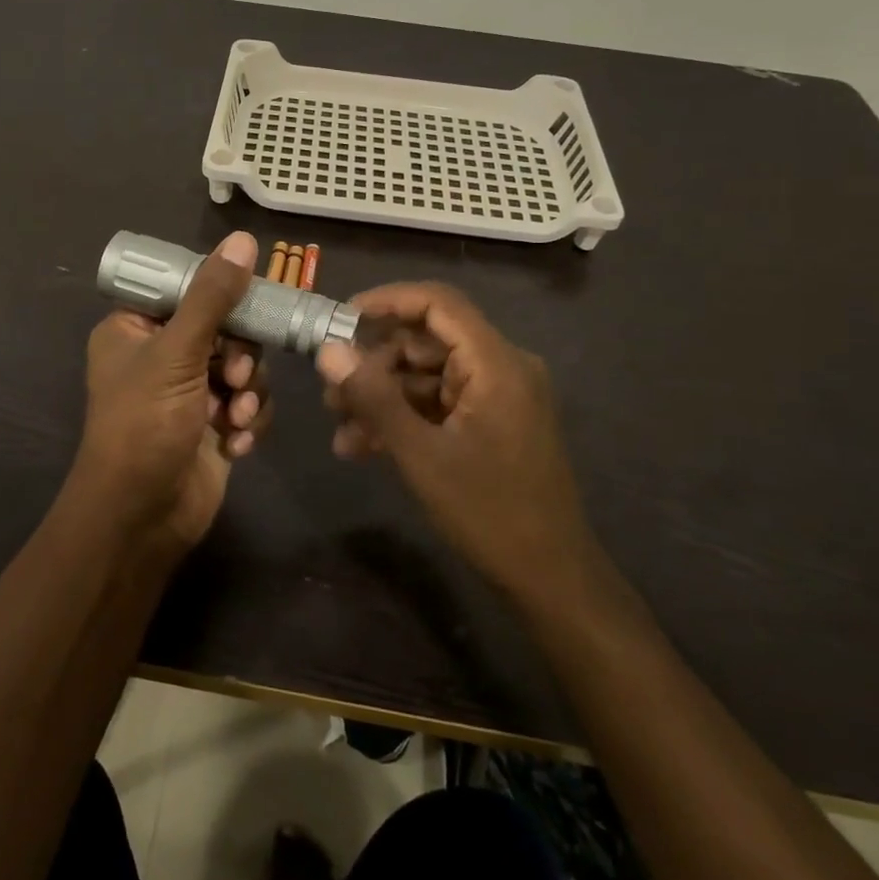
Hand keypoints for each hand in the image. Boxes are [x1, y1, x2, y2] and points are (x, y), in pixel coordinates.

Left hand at [68, 231, 272, 552]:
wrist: (141, 519)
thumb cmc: (144, 426)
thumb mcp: (177, 354)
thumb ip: (212, 297)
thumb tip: (244, 240)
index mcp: (134, 328)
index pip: (185, 288)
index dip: (220, 292)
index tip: (251, 300)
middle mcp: (161, 354)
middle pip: (224, 327)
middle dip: (239, 356)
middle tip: (236, 375)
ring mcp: (189, 392)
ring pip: (243, 366)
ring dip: (248, 392)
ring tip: (236, 417)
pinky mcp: (214, 424)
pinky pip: (248, 403)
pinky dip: (249, 421)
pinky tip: (237, 443)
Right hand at [315, 282, 595, 600]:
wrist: (551, 578)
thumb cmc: (489, 512)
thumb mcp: (421, 454)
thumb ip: (374, 397)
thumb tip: (328, 351)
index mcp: (496, 363)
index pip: (438, 303)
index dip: (387, 301)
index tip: (341, 318)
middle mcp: (501, 368)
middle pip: (427, 341)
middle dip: (374, 364)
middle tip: (330, 391)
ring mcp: (497, 396)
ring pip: (427, 376)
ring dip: (383, 396)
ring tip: (340, 427)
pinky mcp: (491, 422)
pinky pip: (439, 403)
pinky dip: (404, 417)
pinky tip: (364, 446)